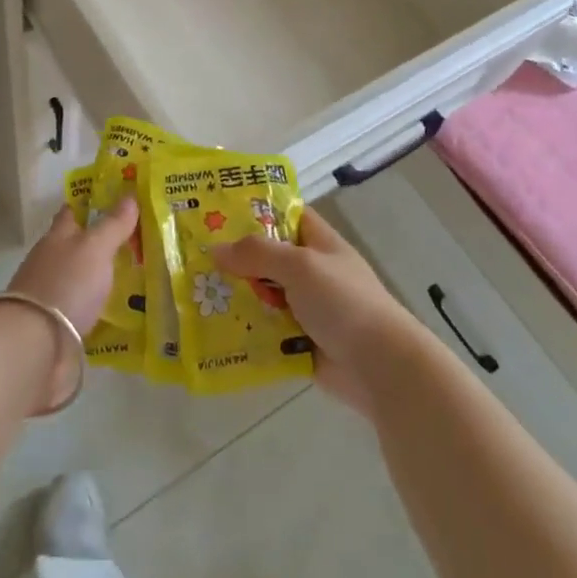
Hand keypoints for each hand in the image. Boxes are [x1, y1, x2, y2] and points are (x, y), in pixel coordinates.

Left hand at [6, 197, 140, 335]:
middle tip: (135, 242)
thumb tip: (129, 195)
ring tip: (134, 278)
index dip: (89, 204)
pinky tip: (119, 311)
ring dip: (100, 277)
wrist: (35, 344)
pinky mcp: (57, 326)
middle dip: (100, 243)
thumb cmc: (66, 283)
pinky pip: (83, 309)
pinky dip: (97, 307)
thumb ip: (113, 224)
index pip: (71, 212)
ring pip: (80, 278)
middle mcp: (51, 262)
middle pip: (76, 246)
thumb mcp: (95, 247)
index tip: (113, 201)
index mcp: (57, 237)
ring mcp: (52, 295)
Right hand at [211, 208, 420, 417]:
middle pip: (268, 256)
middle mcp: (312, 270)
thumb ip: (258, 253)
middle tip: (196, 257)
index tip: (218, 212)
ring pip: (263, 294)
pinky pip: (267, 328)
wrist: (381, 366)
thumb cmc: (344, 302)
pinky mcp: (300, 340)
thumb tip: (215, 249)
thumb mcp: (300, 266)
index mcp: (319, 242)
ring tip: (195, 293)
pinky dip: (247, 329)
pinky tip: (215, 329)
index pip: (286, 214)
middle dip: (237, 258)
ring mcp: (307, 307)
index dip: (256, 210)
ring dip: (238, 296)